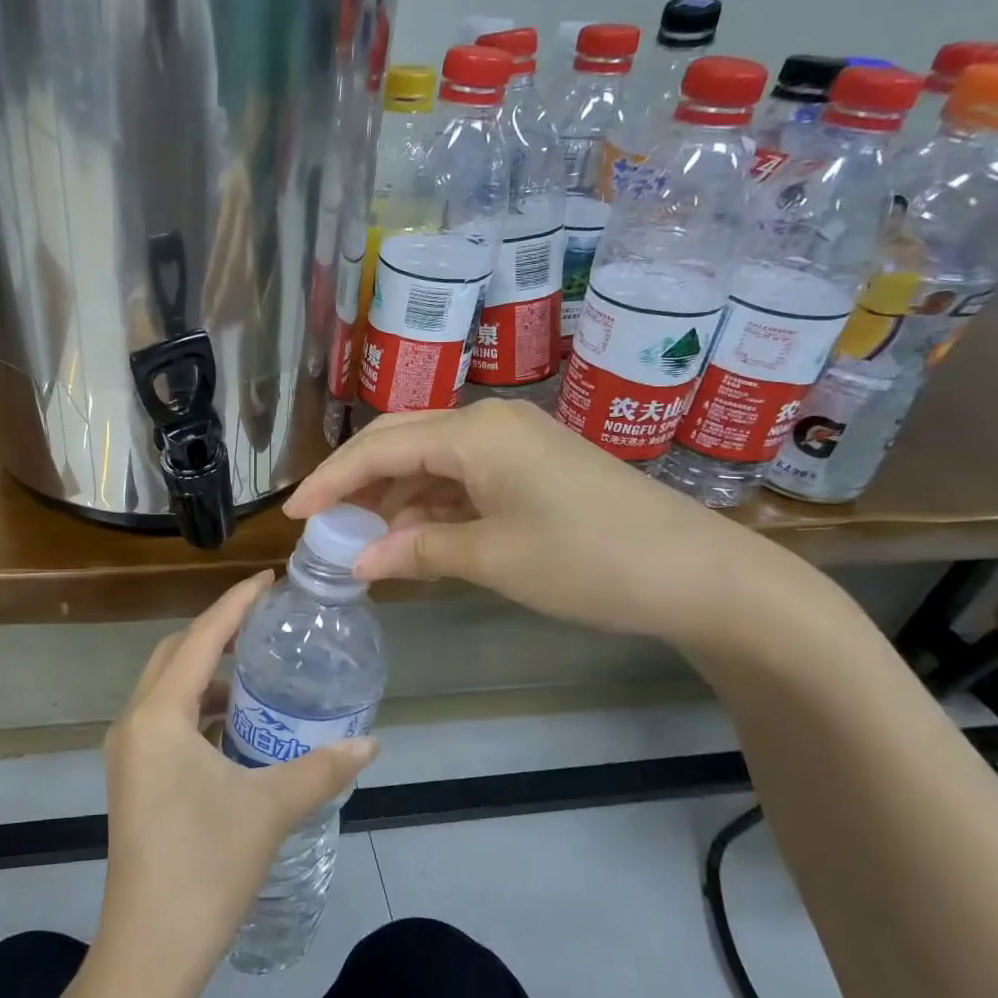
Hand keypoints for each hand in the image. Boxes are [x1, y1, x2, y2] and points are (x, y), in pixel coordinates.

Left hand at [97, 573, 377, 996]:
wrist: (149, 951)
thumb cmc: (205, 868)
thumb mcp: (269, 810)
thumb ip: (321, 769)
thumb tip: (371, 741)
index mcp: (158, 716)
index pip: (200, 638)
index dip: (234, 604)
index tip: (267, 579)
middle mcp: (134, 722)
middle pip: (176, 653)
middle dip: (217, 629)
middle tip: (265, 620)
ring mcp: (128, 751)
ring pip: (167, 686)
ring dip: (207, 669)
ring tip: (256, 667)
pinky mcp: (134, 776)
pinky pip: (165, 717)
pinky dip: (198, 705)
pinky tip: (235, 721)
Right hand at [284, 399, 791, 647]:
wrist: (703, 574)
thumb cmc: (588, 560)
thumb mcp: (494, 558)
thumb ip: (418, 551)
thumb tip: (359, 560)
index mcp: (474, 432)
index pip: (379, 448)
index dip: (331, 481)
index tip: (294, 514)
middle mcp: (490, 423)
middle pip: (400, 441)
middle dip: (356, 480)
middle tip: (323, 521)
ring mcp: (516, 442)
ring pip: (431, 459)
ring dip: (395, 495)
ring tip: (366, 538)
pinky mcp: (534, 465)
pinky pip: (464, 476)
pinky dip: (433, 504)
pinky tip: (418, 536)